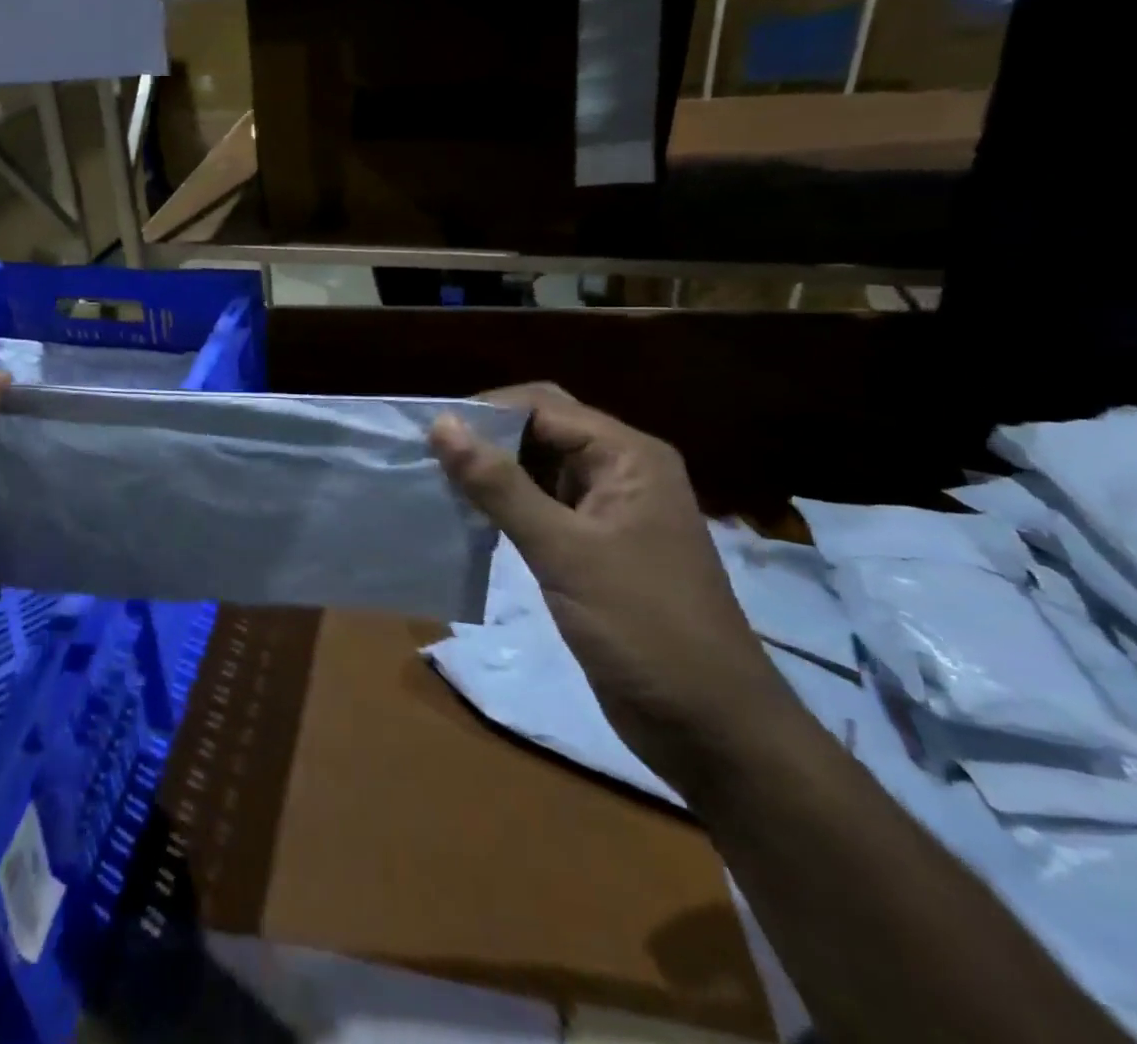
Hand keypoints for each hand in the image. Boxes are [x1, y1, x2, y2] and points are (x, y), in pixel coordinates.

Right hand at [430, 385, 793, 792]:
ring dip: (490, 473)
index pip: (541, 406)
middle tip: (425, 456)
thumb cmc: (644, 628)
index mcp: (628, 456)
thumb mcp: (564, 550)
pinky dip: (503, 506)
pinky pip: (540, 507)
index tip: (426, 433)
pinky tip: (466, 518)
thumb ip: (500, 485)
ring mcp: (608, 512)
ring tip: (434, 482)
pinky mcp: (594, 548)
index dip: (483, 413)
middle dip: (485, 439)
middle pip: (540, 431)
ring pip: (537, 469)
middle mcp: (620, 472)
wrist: (710, 729)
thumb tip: (442, 424)